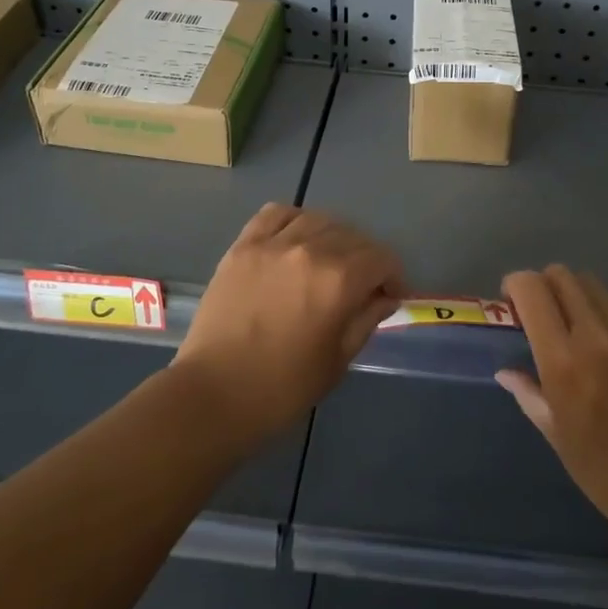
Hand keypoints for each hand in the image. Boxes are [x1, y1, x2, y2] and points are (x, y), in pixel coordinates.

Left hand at [172, 204, 404, 443]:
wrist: (213, 394)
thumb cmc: (282, 388)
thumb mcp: (337, 360)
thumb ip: (366, 319)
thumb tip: (385, 297)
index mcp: (339, 281)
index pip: (382, 259)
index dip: (394, 276)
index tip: (391, 296)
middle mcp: (310, 250)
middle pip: (353, 237)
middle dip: (367, 259)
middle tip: (361, 285)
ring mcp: (272, 244)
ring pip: (318, 220)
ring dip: (333, 237)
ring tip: (329, 260)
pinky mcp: (243, 246)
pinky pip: (276, 214)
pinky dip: (294, 220)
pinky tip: (295, 240)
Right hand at [498, 266, 607, 552]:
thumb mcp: (558, 438)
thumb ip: (529, 394)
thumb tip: (507, 372)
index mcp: (564, 361)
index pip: (532, 289)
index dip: (514, 287)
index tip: (510, 306)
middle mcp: (597, 334)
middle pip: (563, 275)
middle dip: (543, 286)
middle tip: (539, 316)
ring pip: (594, 285)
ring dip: (574, 296)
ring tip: (573, 329)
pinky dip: (604, 312)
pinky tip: (607, 346)